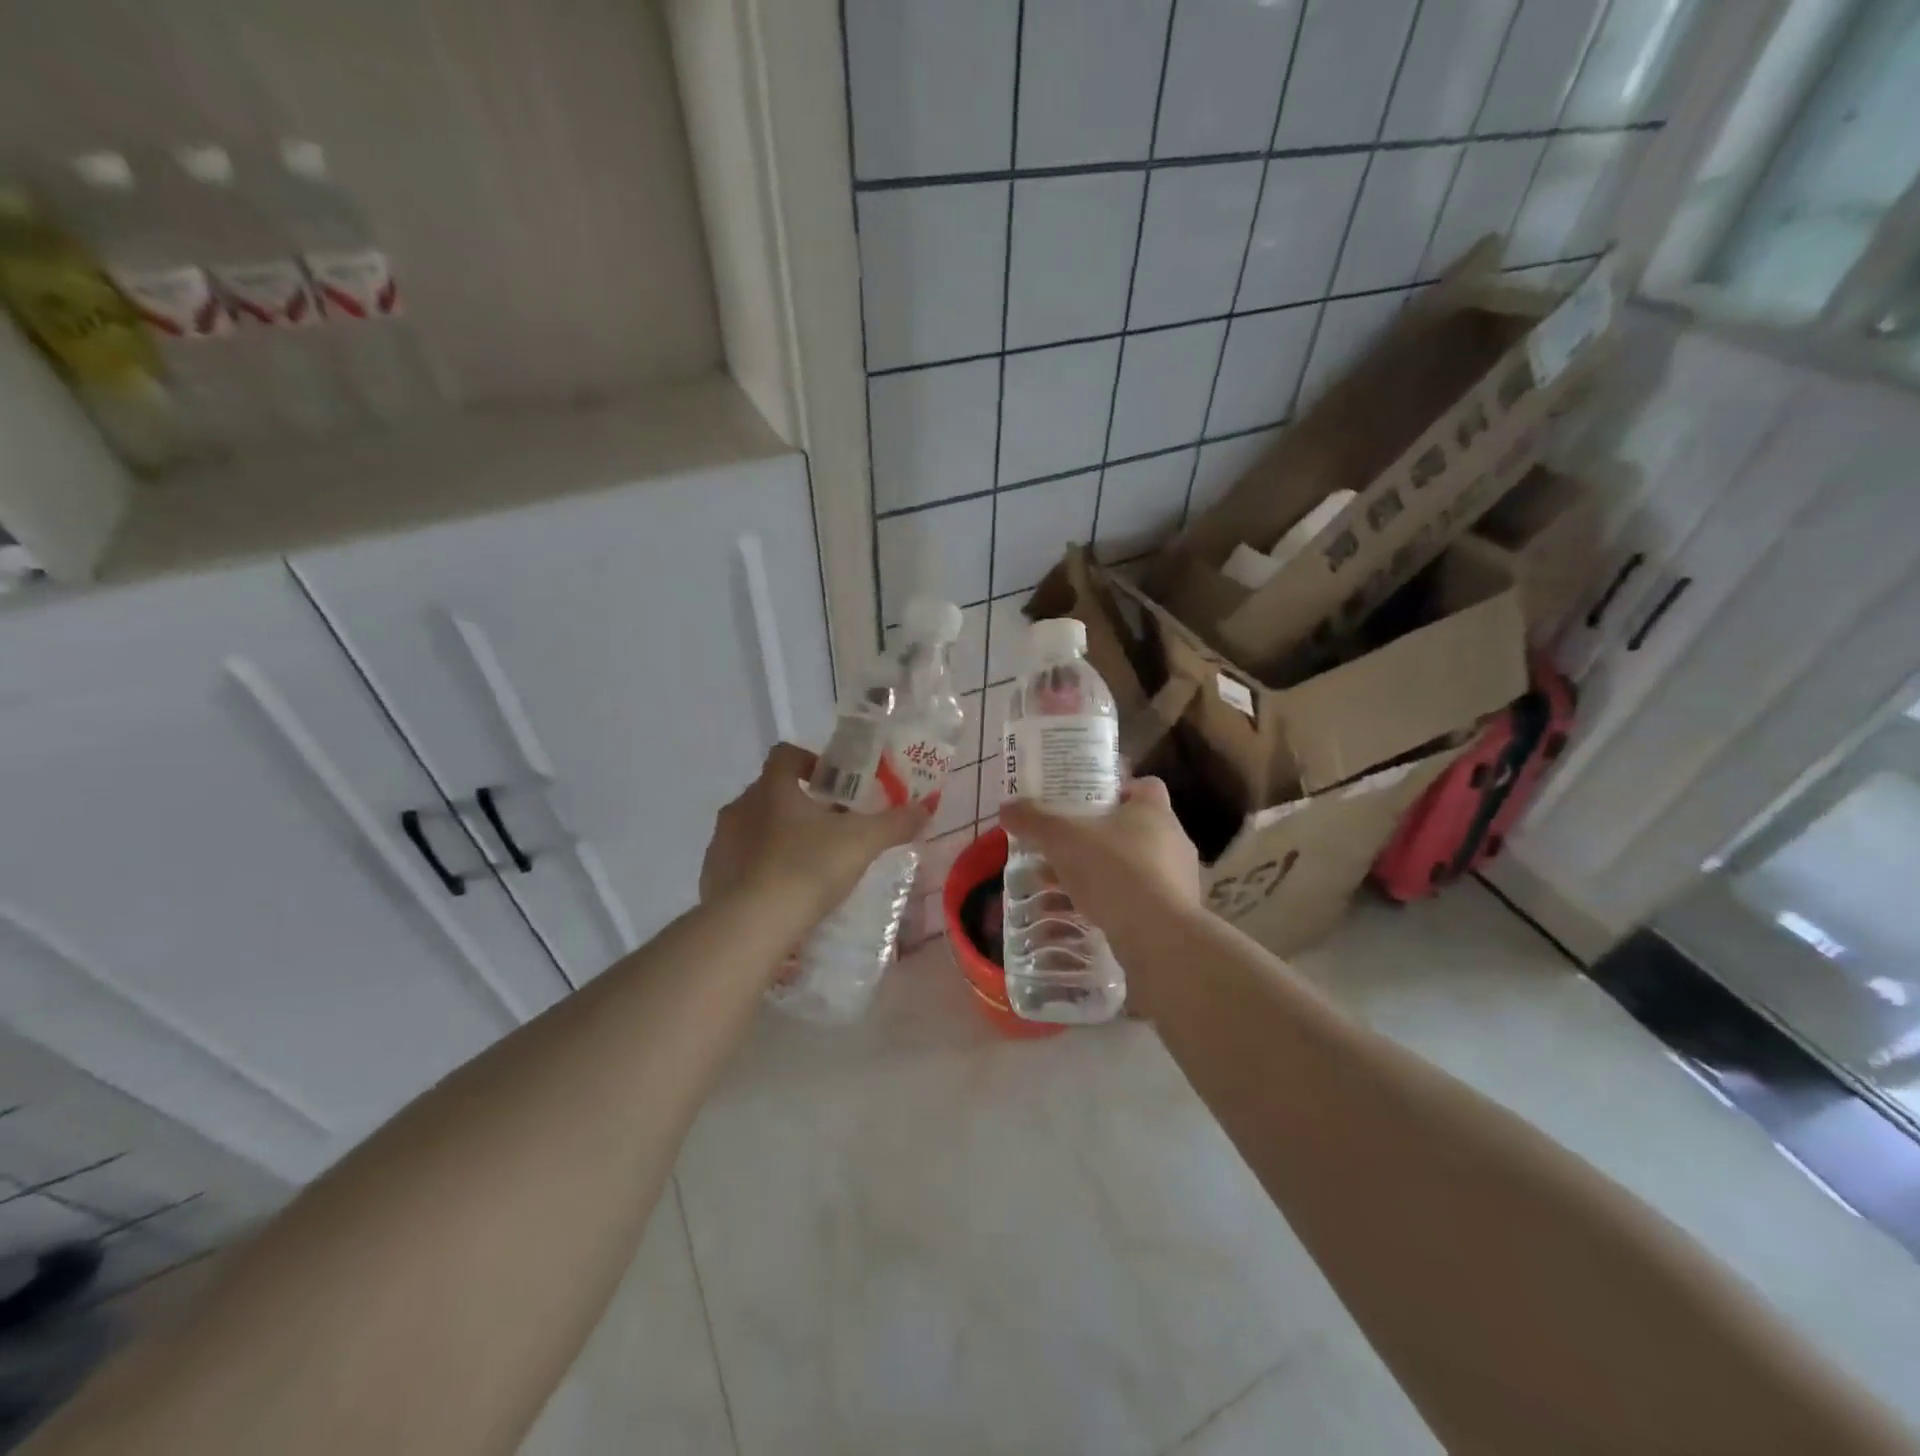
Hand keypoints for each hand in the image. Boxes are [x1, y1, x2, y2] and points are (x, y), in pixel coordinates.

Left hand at [701, 743, 930, 919]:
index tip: (831, 782)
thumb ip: (895, 823)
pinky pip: (738, 864)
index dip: (808, 761)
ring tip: (807, 865)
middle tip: (829, 828)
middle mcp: (740, 808)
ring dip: (776, 837)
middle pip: (769, 793)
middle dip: (798, 805)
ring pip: (752, 829)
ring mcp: (720, 844)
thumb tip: (926, 808)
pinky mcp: (711, 878)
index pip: (784, 754)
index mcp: (772, 788)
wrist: (752, 925)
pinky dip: (759, 870)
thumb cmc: (808, 868)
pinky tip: (782, 895)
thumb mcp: (862, 842)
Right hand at [997, 777, 1202, 945]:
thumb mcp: (1062, 839)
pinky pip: (1140, 899)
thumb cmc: (1114, 871)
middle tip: (1066, 844)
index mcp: (1154, 810)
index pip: (1143, 785)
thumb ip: (1034, 820)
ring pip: (1135, 866)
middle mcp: (1173, 838)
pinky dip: (1115, 903)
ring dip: (1104, 872)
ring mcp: (1179, 878)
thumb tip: (1006, 807)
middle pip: (1135, 827)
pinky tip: (1086, 913)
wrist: (1158, 937)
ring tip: (1066, 885)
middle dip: (1100, 835)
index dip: (1117, 789)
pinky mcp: (1175, 914)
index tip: (1088, 801)